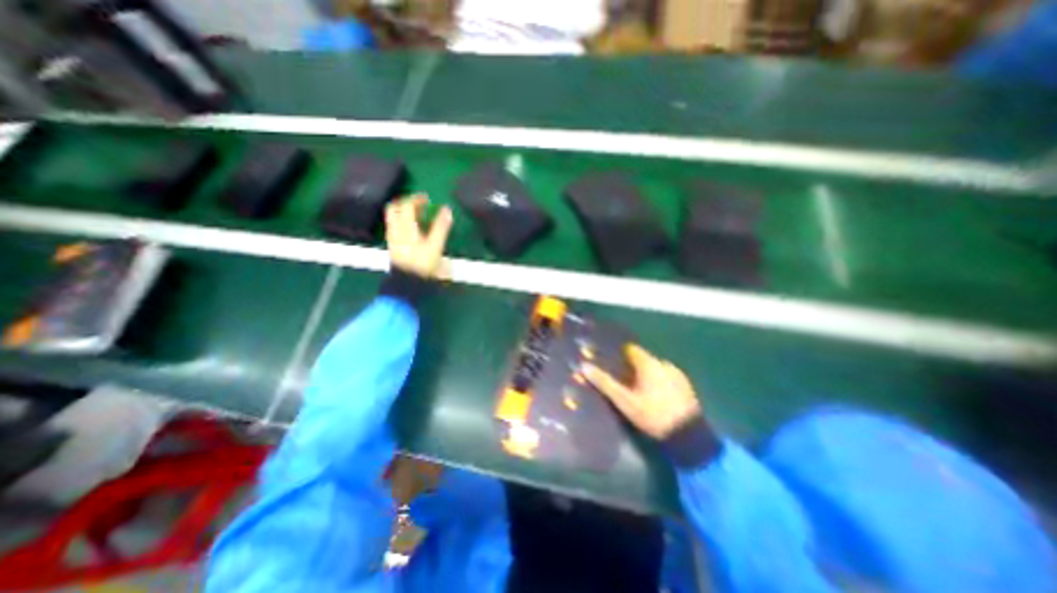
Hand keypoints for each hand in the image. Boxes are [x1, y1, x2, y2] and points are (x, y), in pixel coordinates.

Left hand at [386, 191, 452, 276]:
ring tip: (418, 216)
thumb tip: (447, 210)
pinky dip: (403, 223)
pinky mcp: (393, 246)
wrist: (407, 283)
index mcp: (405, 226)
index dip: (417, 199)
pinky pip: (395, 227)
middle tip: (418, 204)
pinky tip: (413, 229)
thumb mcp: (435, 245)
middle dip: (406, 203)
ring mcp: (392, 238)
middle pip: (394, 209)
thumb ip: (441, 227)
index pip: (407, 205)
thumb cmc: (422, 264)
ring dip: (404, 213)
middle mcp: (395, 229)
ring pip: (394, 218)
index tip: (427, 198)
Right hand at [587, 342, 698, 440]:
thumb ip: (605, 383)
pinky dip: (657, 382)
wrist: (689, 436)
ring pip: (654, 368)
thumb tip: (584, 366)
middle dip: (630, 367)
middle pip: (642, 359)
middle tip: (621, 381)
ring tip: (637, 391)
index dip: (618, 355)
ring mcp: (677, 373)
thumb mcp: (624, 401)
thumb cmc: (652, 415)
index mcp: (648, 363)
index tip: (609, 364)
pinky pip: (665, 377)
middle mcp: (663, 363)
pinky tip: (654, 397)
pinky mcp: (686, 385)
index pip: (630, 349)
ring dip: (645, 375)